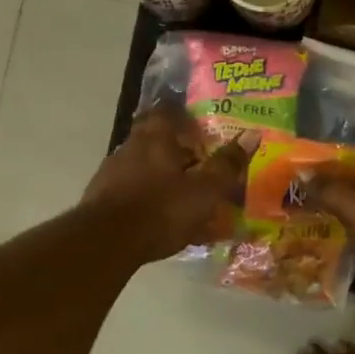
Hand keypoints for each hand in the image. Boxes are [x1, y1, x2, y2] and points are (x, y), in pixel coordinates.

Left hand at [83, 107, 247, 262]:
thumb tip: (252, 135)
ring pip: (145, 168)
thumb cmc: (161, 209)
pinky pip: (134, 193)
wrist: (105, 243)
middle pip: (155, 140)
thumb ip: (226, 165)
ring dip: (164, 177)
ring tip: (186, 197)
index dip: (185, 115)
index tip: (201, 127)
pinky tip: (164, 220)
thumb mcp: (204, 190)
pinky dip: (150, 200)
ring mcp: (112, 173)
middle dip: (177, 150)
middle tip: (200, 164)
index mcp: (155, 137)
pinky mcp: (102, 200)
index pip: (168, 110)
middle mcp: (130, 147)